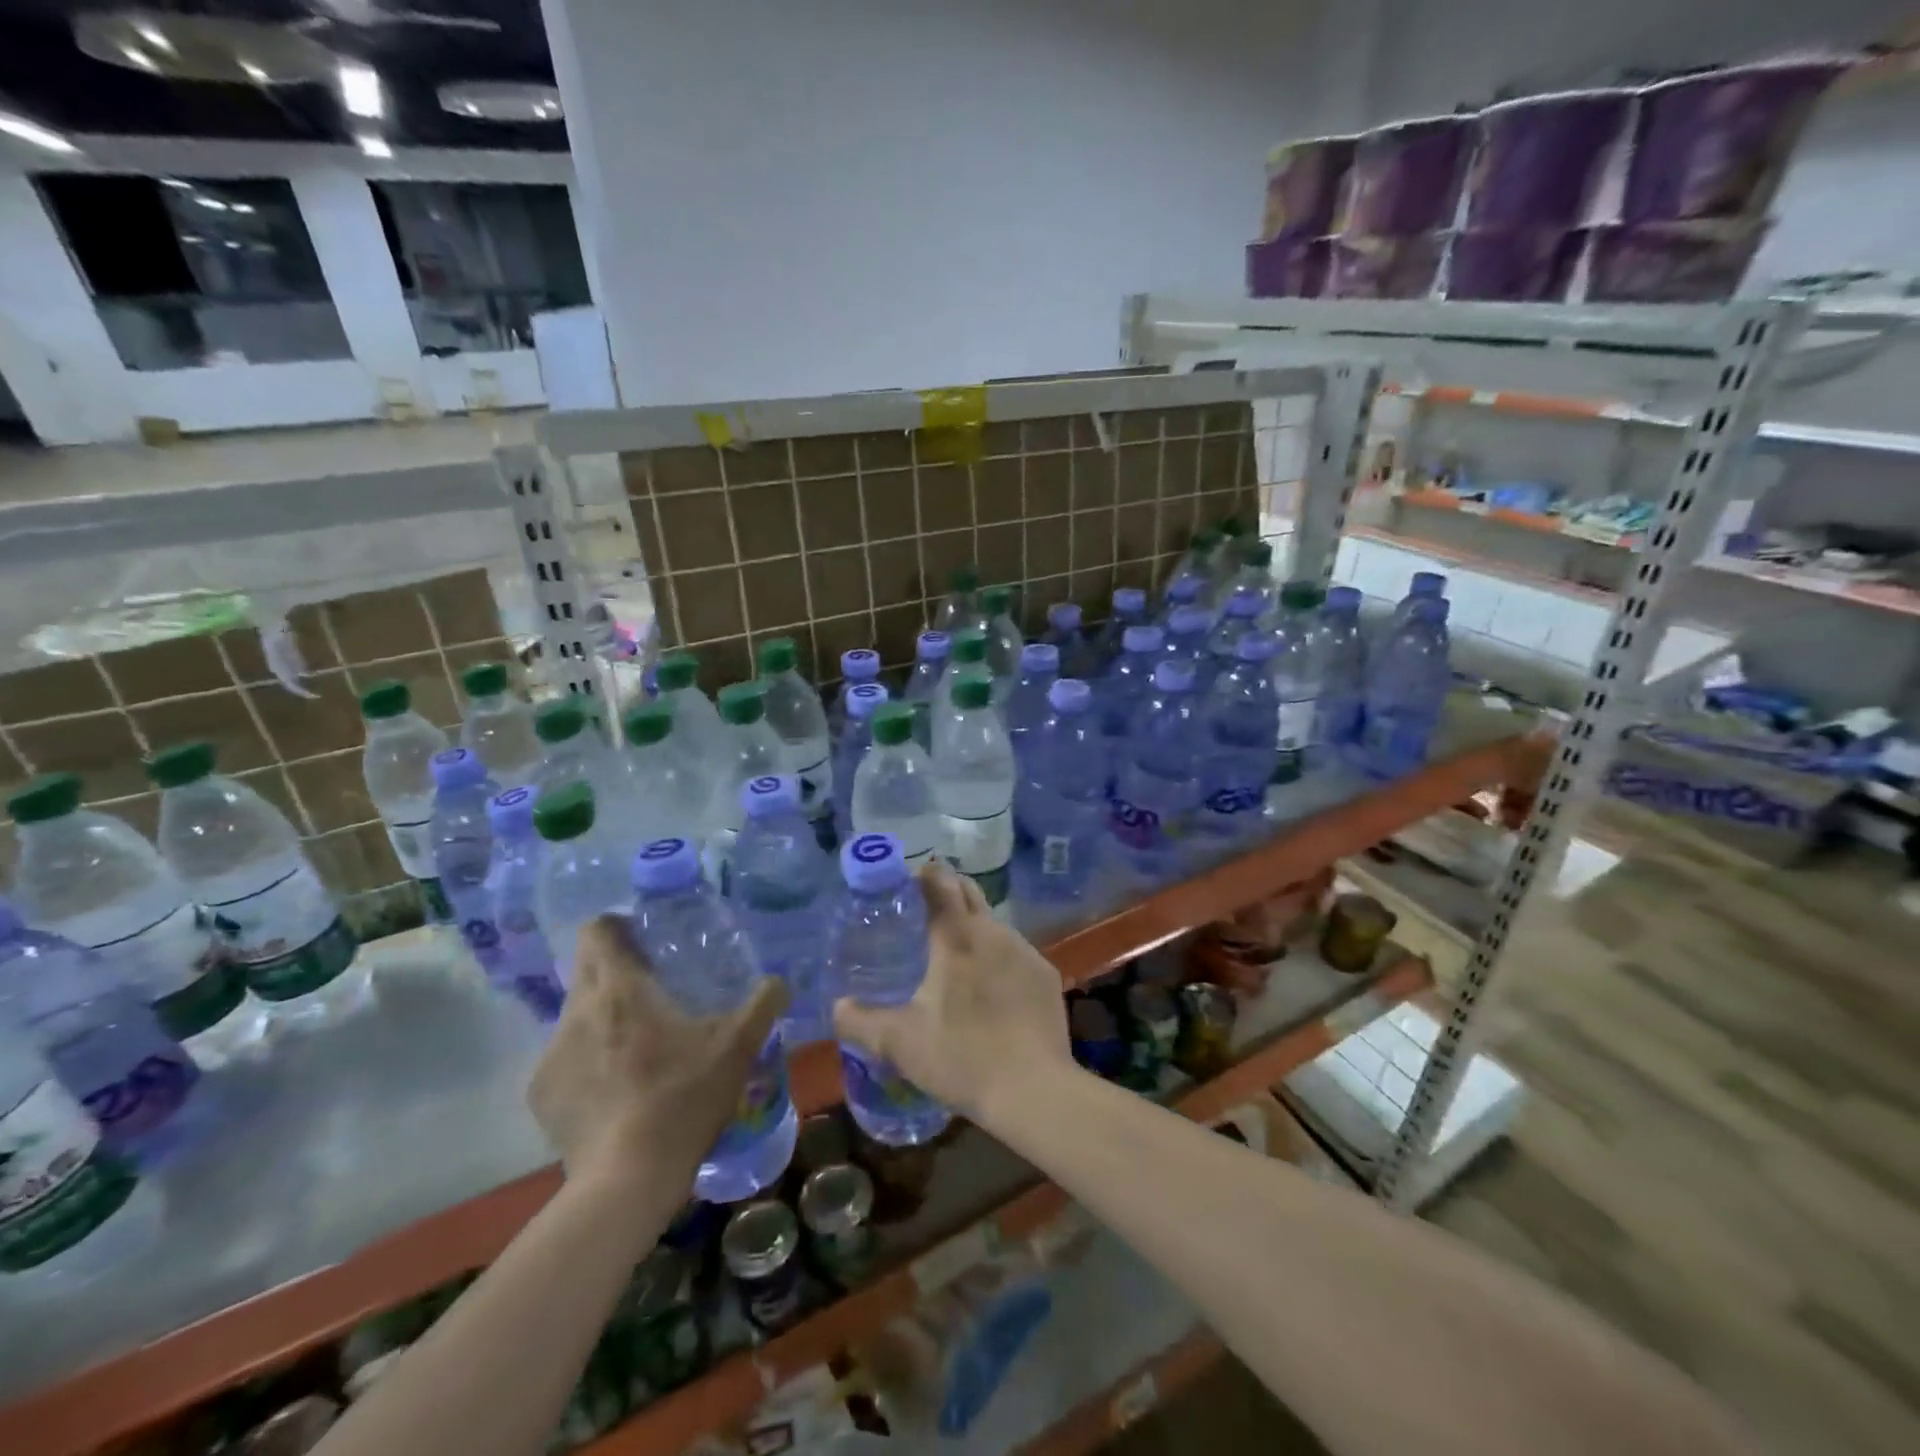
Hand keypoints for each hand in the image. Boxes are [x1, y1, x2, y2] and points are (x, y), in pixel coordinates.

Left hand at [528, 915, 785, 1189]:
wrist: (627, 1180)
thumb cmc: (684, 1097)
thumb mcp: (738, 1046)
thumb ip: (763, 1004)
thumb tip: (780, 982)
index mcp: (620, 989)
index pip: (598, 931)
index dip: (619, 926)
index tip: (646, 939)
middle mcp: (577, 1012)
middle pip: (586, 969)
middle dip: (614, 969)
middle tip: (652, 987)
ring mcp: (552, 1056)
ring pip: (577, 1016)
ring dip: (603, 1018)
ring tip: (638, 1046)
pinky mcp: (541, 1095)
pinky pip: (566, 1059)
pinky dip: (589, 1062)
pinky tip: (618, 1089)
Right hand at [832, 863, 1073, 1124]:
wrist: (1034, 1091)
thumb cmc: (961, 1057)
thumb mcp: (900, 1042)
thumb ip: (860, 1021)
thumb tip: (837, 1007)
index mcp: (957, 936)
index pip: (940, 882)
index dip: (922, 874)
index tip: (905, 882)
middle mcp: (994, 932)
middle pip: (969, 893)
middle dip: (947, 892)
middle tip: (923, 913)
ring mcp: (1025, 952)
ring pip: (993, 926)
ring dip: (972, 931)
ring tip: (953, 959)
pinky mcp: (1046, 976)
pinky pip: (1015, 955)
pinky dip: (998, 960)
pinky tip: (989, 992)